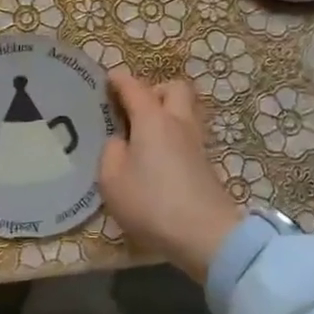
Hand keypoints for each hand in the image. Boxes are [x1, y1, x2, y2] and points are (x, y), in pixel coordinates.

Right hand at [98, 72, 244, 282]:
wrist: (204, 234)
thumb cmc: (151, 202)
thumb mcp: (112, 179)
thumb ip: (111, 152)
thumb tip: (120, 141)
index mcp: (152, 119)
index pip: (134, 87)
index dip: (119, 80)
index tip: (108, 79)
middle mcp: (178, 122)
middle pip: (174, 88)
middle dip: (154, 90)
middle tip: (134, 108)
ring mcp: (196, 143)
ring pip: (185, 111)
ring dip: (167, 113)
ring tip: (145, 133)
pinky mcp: (205, 164)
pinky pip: (187, 135)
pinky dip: (173, 136)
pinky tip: (158, 156)